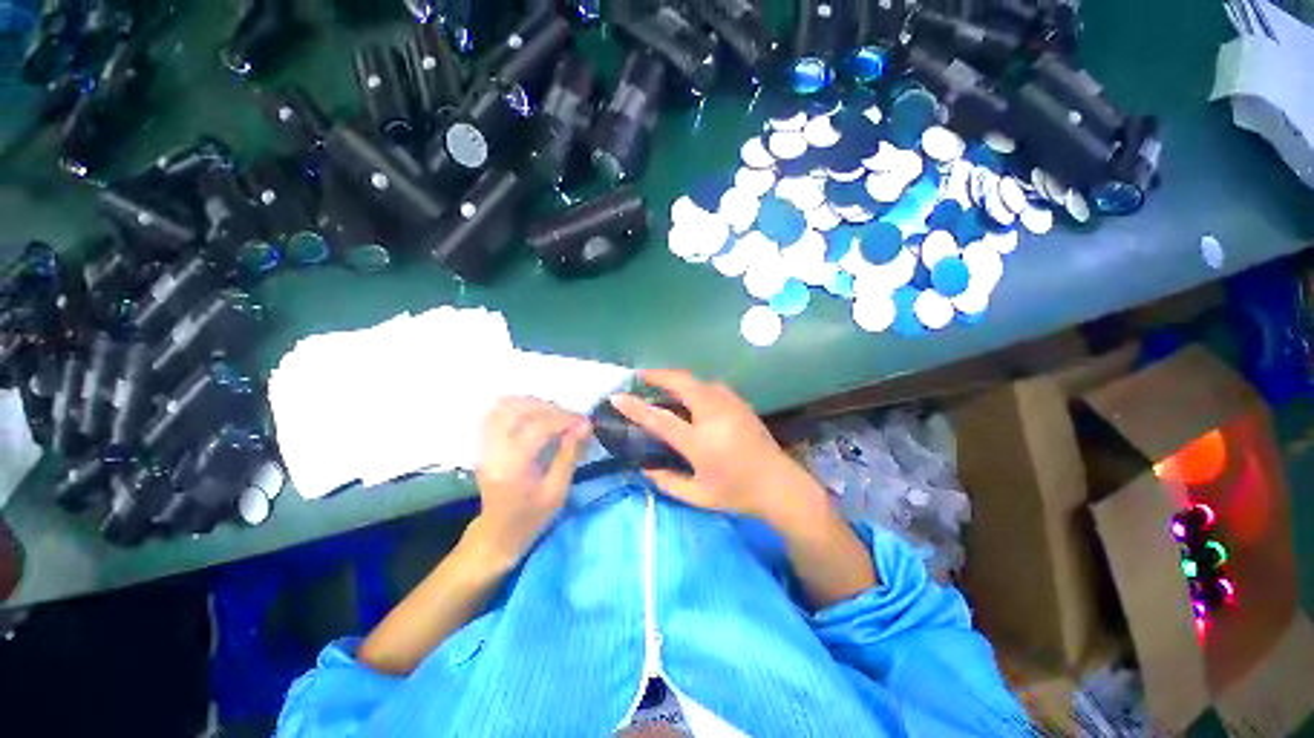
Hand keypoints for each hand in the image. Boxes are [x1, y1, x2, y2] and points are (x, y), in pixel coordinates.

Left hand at [474, 397, 589, 564]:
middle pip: (519, 409)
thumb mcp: (557, 491)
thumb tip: (585, 425)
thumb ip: (570, 455)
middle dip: (550, 408)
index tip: (584, 422)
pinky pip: (498, 412)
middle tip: (570, 419)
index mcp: (512, 466)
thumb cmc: (531, 516)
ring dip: (534, 404)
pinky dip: (519, 407)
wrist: (497, 532)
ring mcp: (485, 443)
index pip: (537, 427)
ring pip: (505, 405)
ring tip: (555, 415)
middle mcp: (494, 449)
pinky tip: (536, 415)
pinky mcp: (484, 441)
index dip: (564, 419)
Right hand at [610, 370, 825, 527]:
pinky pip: (709, 386)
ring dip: (676, 378)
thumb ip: (666, 481)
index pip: (660, 418)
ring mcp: (729, 404)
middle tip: (640, 375)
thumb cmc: (736, 492)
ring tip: (661, 383)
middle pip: (681, 383)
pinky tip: (688, 395)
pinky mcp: (739, 401)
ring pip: (696, 380)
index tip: (617, 396)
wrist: (778, 483)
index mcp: (700, 441)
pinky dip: (693, 385)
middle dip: (658, 374)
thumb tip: (644, 467)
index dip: (636, 406)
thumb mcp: (697, 496)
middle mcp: (714, 414)